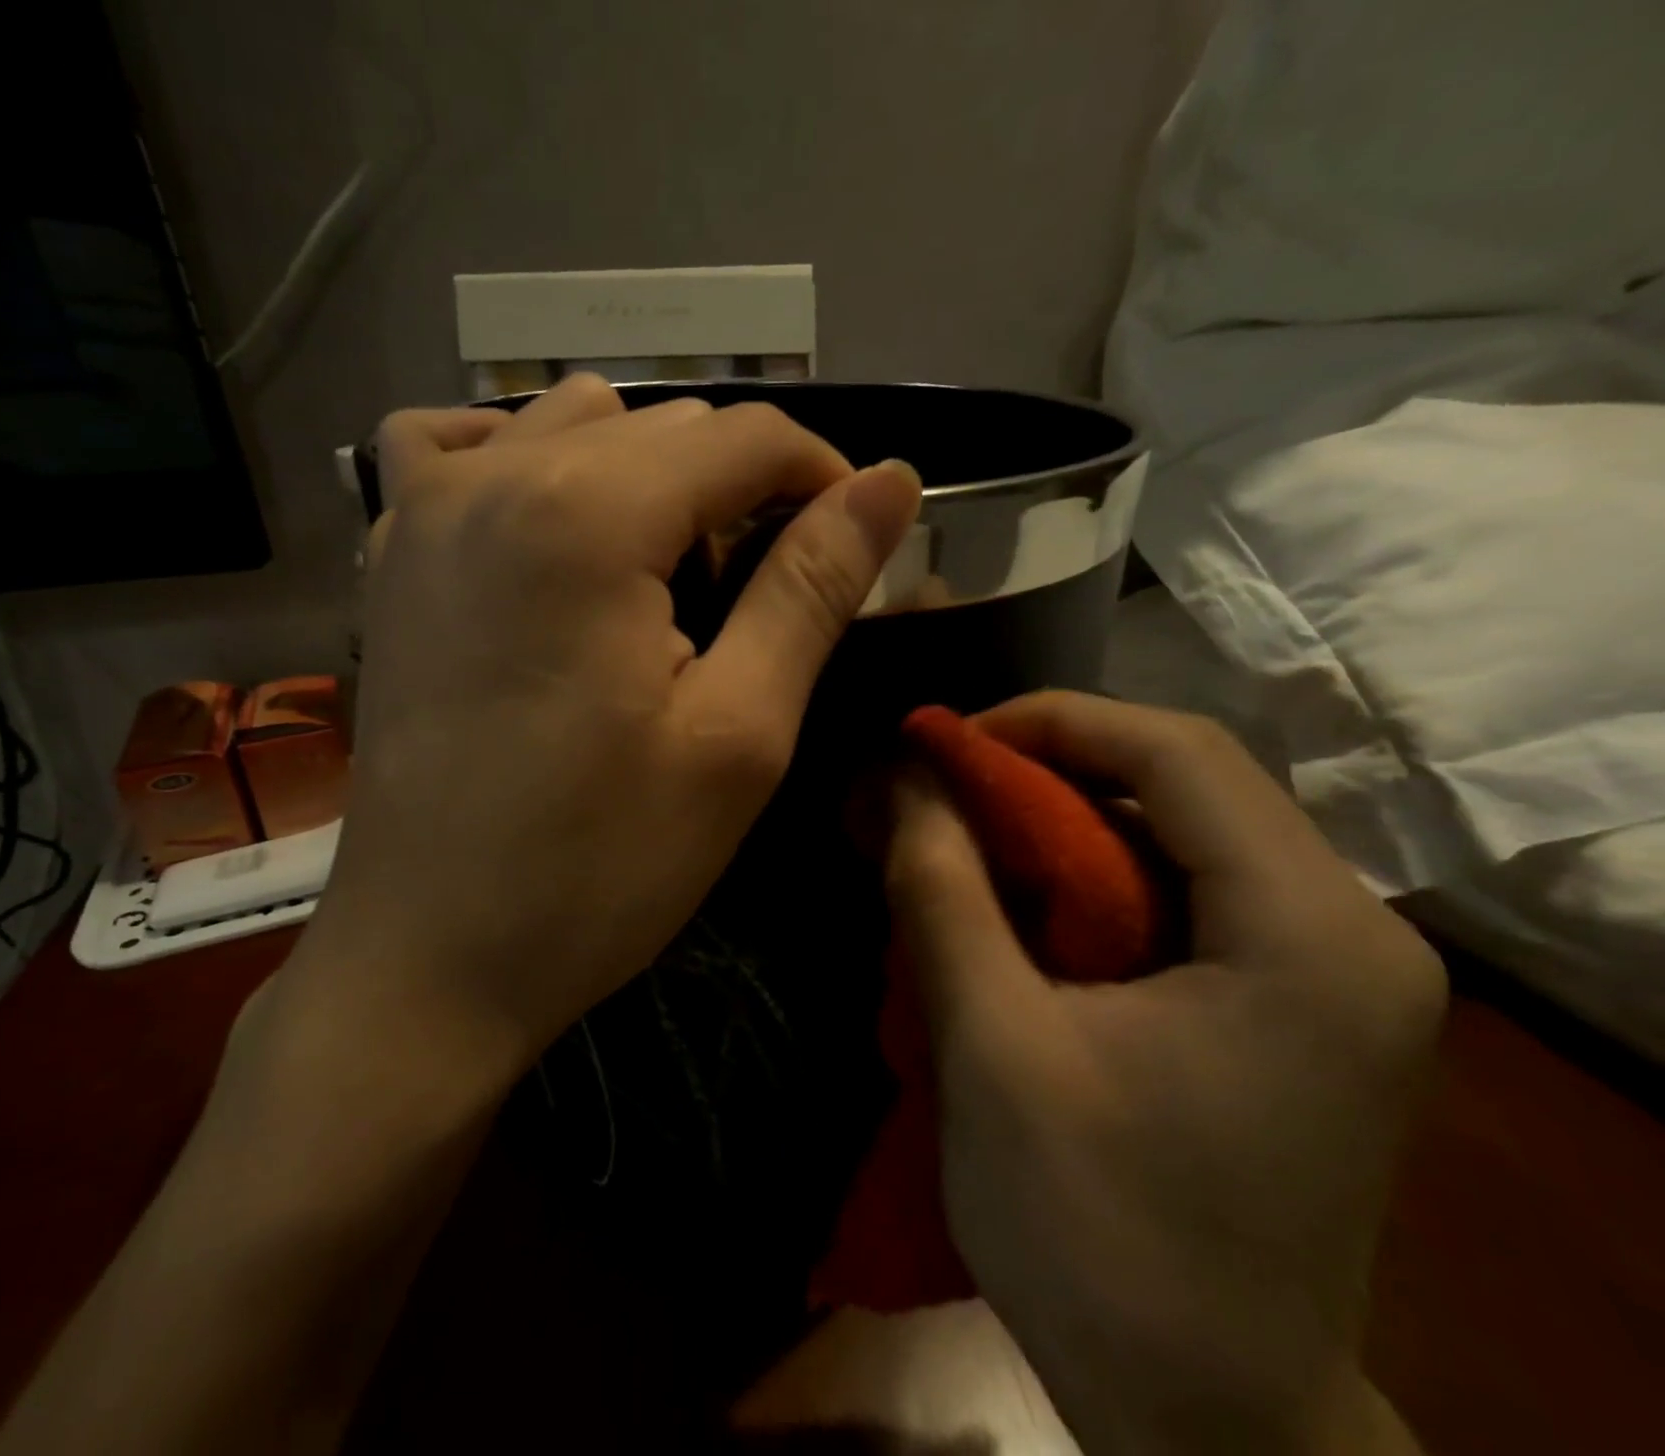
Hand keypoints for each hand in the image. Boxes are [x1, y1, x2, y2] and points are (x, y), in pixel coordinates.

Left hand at [292, 375, 921, 1070]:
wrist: (432, 956)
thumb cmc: (598, 864)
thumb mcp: (738, 733)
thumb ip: (811, 589)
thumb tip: (889, 486)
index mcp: (589, 513)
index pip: (746, 436)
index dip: (822, 477)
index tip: (851, 545)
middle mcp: (494, 477)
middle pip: (664, 426)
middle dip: (738, 490)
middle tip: (760, 596)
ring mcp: (422, 510)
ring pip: (571, 423)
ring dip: (644, 475)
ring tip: (663, 576)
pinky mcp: (389, 557)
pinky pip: (455, 449)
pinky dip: (517, 458)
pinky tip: (545, 523)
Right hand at [882, 691, 1443, 1455]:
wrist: (1208, 1418)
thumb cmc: (1098, 1235)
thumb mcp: (992, 1045)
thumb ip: (942, 892)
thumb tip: (904, 780)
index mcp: (1308, 934)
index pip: (1179, 754)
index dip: (1050, 723)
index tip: (945, 744)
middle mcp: (1347, 930)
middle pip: (1185, 784)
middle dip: (1048, 767)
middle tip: (942, 787)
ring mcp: (1325, 968)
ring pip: (1178, 831)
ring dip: (1061, 819)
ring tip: (964, 834)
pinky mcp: (1287, 1000)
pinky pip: (1180, 889)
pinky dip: (1088, 872)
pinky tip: (1018, 901)